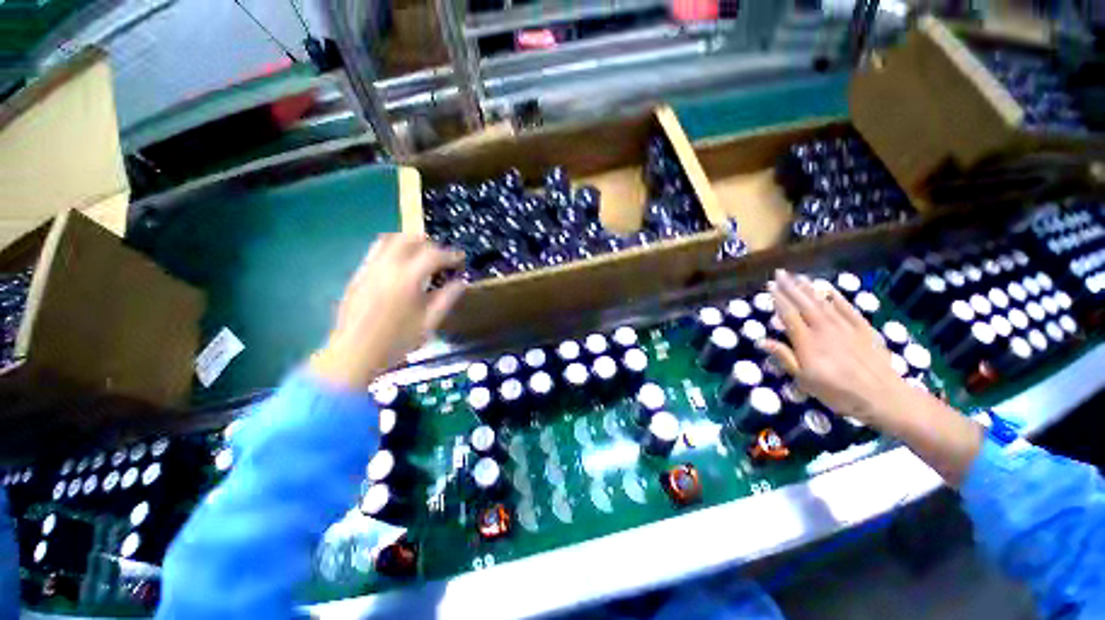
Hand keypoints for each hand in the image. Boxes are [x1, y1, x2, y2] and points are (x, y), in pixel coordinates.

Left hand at [310, 234, 464, 389]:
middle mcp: (386, 267)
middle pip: (409, 238)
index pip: (433, 255)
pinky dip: (393, 249)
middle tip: (441, 256)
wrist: (353, 354)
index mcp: (407, 279)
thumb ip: (446, 299)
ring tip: (421, 255)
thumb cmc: (396, 342)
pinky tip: (400, 265)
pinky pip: (376, 251)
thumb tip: (461, 282)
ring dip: (409, 241)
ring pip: (389, 239)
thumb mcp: (429, 323)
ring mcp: (369, 268)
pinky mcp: (358, 275)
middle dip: (430, 243)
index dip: (450, 254)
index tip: (460, 258)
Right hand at [758, 269, 911, 426]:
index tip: (770, 285)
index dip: (778, 299)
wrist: (884, 397)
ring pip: (824, 302)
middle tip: (780, 273)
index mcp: (807, 341)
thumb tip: (761, 341)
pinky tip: (830, 290)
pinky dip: (838, 298)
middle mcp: (824, 329)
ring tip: (798, 276)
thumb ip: (785, 358)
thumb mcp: (805, 381)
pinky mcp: (864, 330)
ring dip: (809, 288)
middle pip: (804, 304)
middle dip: (790, 287)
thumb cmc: (838, 393)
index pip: (789, 315)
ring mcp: (845, 327)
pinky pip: (848, 309)